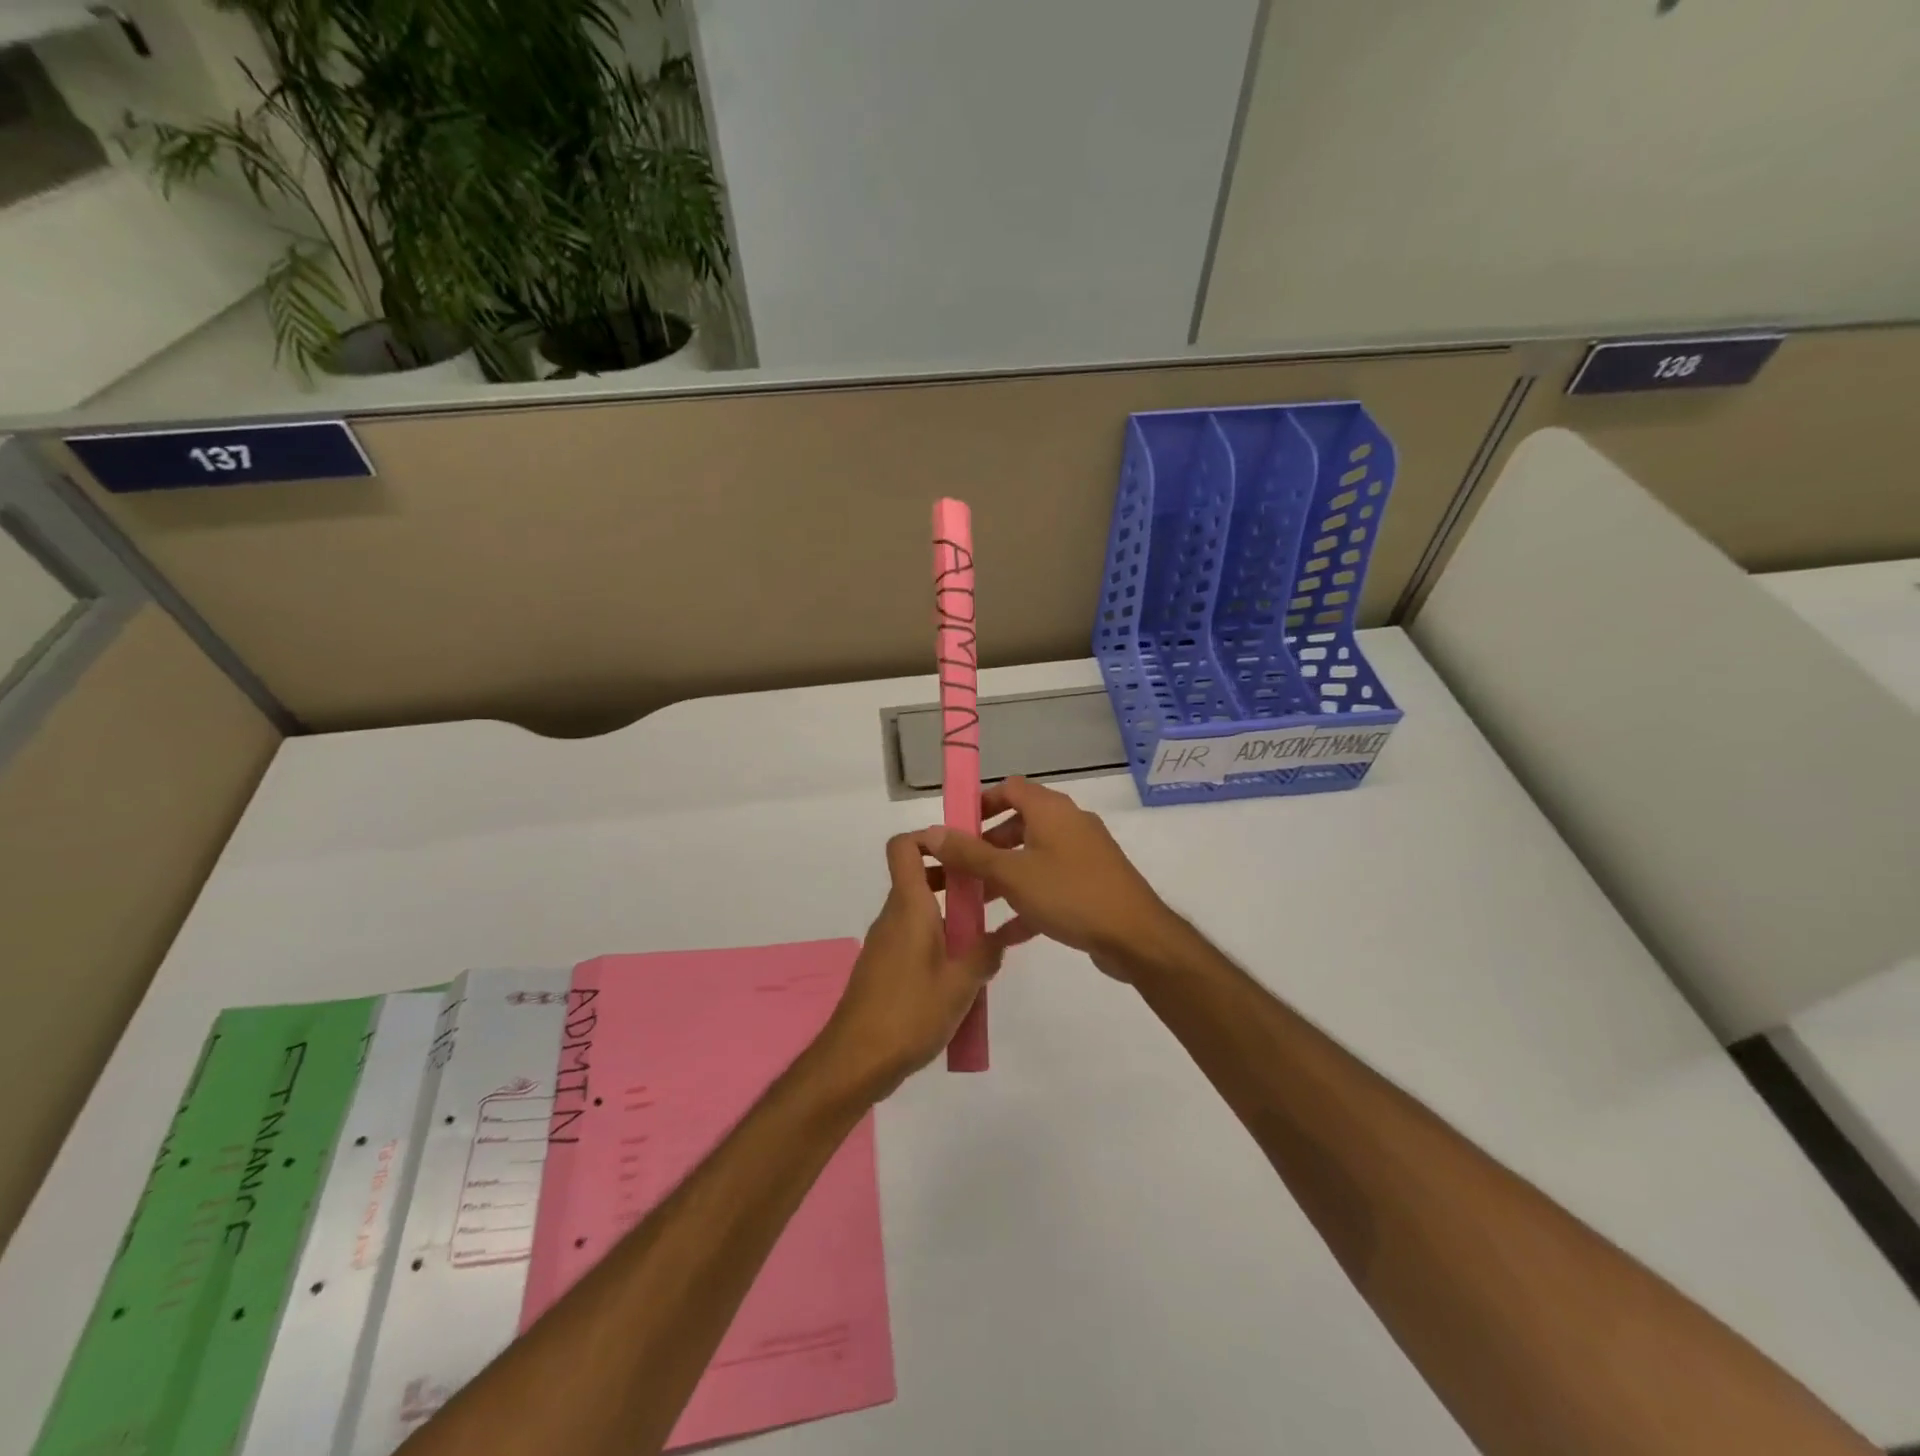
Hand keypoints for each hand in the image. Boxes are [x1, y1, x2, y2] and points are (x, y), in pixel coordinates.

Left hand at [817, 831, 1014, 1096]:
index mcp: (909, 907)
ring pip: (919, 910)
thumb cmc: (909, 1014)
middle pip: (918, 877)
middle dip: (954, 879)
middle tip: (990, 893)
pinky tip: (961, 971)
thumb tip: (1002, 936)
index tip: (964, 849)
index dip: (929, 837)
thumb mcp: (961, 984)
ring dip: (949, 914)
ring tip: (985, 935)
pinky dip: (937, 940)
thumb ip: (985, 954)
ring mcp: (885, 942)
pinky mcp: (883, 967)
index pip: (904, 847)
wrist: (856, 1060)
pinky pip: (913, 937)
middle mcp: (893, 916)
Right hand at [922, 777, 1177, 979]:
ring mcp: (1083, 855)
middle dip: (986, 846)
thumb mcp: (1012, 874)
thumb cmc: (1070, 894)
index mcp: (1051, 810)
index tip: (955, 828)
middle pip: (1019, 824)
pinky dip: (1027, 900)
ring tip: (973, 902)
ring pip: (1033, 857)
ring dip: (1003, 876)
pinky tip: (1002, 933)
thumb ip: (970, 853)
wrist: (1136, 937)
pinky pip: (1050, 885)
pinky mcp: (1091, 885)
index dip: (980, 803)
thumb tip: (931, 832)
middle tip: (959, 869)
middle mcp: (1068, 824)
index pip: (1010, 788)